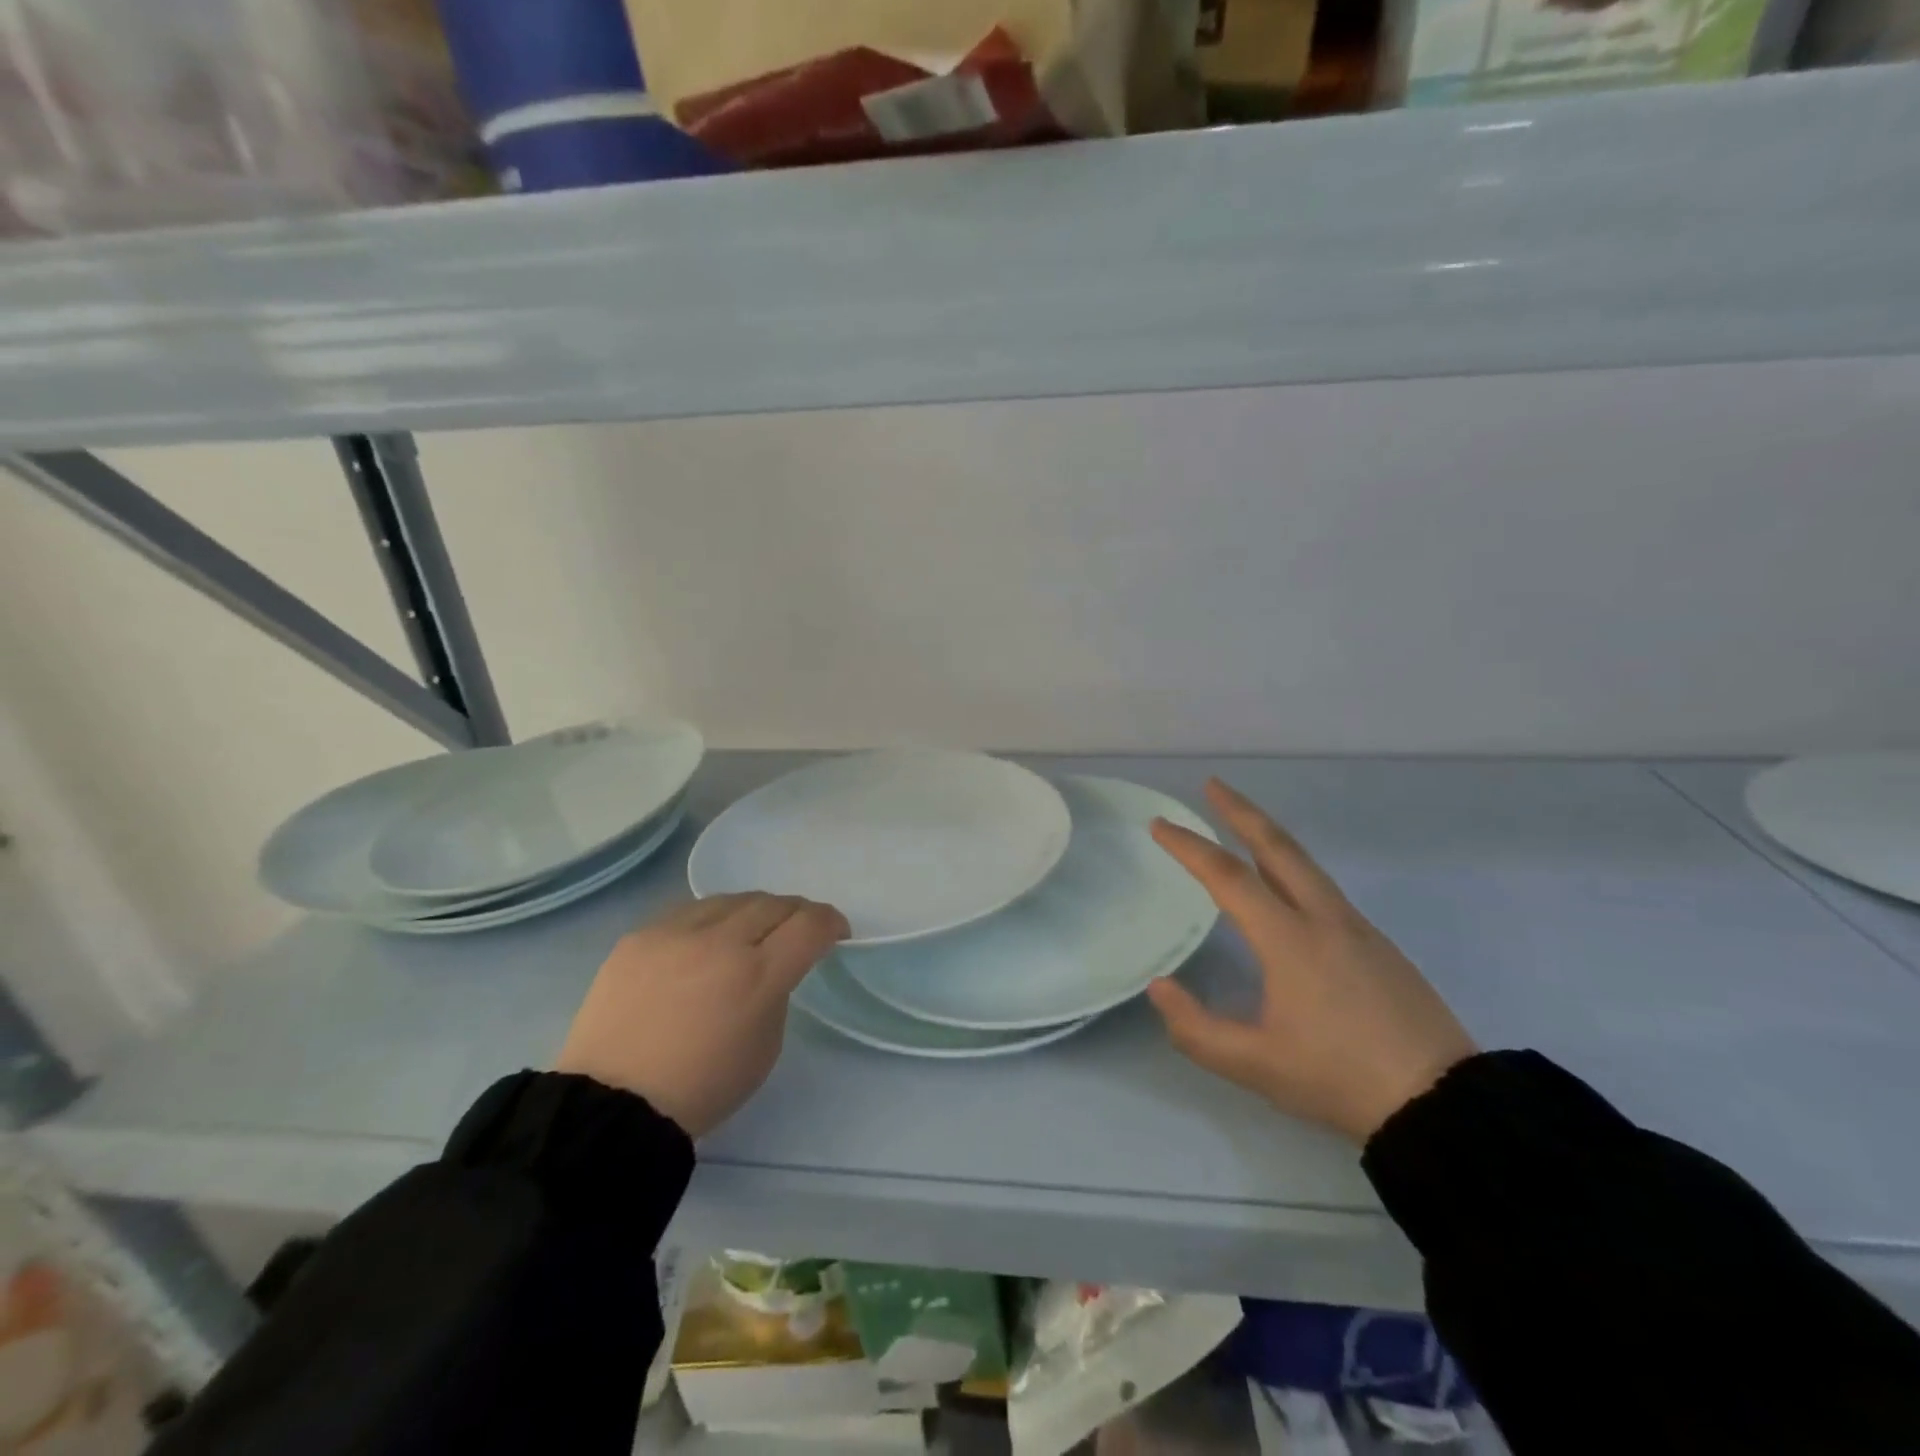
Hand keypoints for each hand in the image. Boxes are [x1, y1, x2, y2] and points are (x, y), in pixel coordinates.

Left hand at [557, 894, 848, 1137]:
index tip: (835, 933)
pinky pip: (688, 912)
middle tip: (796, 931)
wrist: (612, 1105)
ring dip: (753, 911)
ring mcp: (675, 934)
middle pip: (775, 903)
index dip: (832, 923)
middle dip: (796, 914)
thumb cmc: (702, 1088)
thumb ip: (777, 994)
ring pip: (732, 899)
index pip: (810, 924)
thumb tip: (772, 967)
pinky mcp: (639, 935)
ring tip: (750, 932)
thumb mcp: (766, 1048)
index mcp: (758, 975)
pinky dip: (710, 921)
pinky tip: (704, 943)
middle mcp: (720, 942)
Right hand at [1147, 779, 1476, 1143]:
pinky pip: (1323, 888)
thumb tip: (1160, 987)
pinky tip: (1284, 887)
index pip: (1228, 877)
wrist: (1442, 1104)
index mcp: (1290, 940)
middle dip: (1241, 811)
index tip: (1159, 824)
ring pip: (1305, 864)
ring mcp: (1357, 928)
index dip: (1189, 847)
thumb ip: (1195, 1028)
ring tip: (1242, 825)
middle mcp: (1324, 919)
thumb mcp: (1255, 1066)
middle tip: (1212, 786)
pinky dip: (1292, 867)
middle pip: (1278, 847)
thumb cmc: (1339, 1078)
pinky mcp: (1378, 945)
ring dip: (1268, 836)